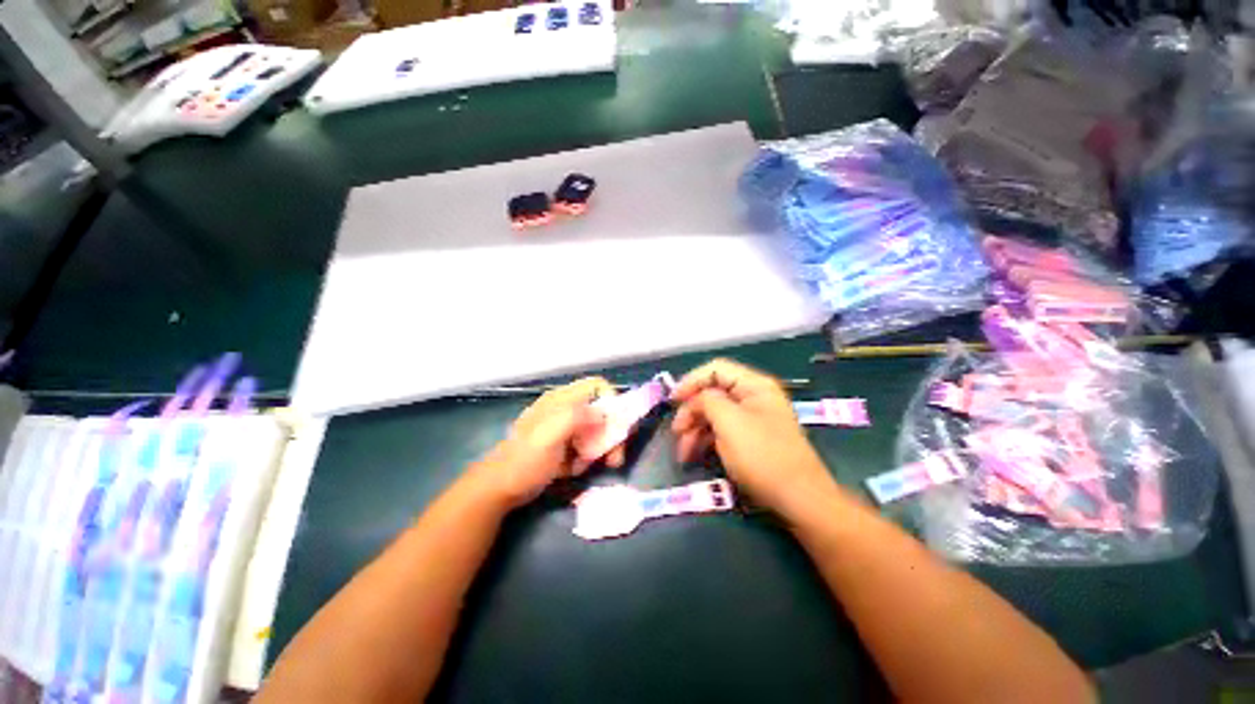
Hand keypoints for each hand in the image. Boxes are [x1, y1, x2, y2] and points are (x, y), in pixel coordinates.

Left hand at [470, 377, 627, 509]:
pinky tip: (574, 469)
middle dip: (611, 433)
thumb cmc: (524, 461)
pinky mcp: (563, 445)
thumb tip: (604, 413)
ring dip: (599, 450)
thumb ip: (577, 417)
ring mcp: (564, 428)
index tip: (619, 426)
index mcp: (562, 400)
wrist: (498, 489)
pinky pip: (585, 446)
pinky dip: (585, 458)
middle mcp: (566, 409)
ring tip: (587, 467)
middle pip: (601, 411)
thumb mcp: (549, 436)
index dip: (613, 400)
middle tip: (615, 458)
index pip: (597, 386)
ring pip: (596, 431)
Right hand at [671, 359, 837, 516]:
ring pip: (713, 414)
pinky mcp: (748, 439)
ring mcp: (751, 419)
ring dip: (694, 429)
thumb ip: (707, 401)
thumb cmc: (763, 455)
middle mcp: (752, 397)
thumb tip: (695, 399)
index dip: (691, 381)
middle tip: (675, 432)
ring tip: (682, 452)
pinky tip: (693, 455)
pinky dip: (705, 440)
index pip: (715, 369)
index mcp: (754, 385)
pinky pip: (721, 431)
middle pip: (712, 392)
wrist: (799, 499)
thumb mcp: (730, 422)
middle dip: (691, 411)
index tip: (672, 401)